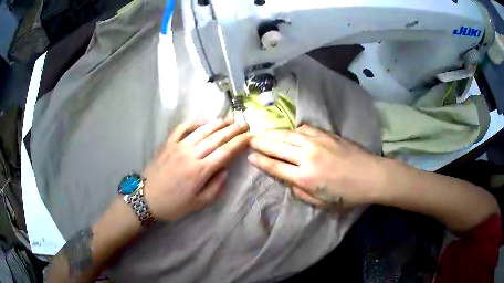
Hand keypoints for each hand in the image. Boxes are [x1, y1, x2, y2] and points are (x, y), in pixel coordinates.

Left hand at [143, 120, 249, 220]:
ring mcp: (178, 146)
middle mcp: (191, 154)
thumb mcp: (198, 204)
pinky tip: (200, 123)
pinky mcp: (167, 144)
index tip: (250, 136)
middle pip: (216, 138)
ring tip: (229, 119)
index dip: (240, 142)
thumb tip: (225, 171)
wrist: (146, 199)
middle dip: (233, 129)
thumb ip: (215, 187)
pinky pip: (181, 129)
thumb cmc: (173, 205)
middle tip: (244, 124)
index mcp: (200, 171)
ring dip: (217, 123)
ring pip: (202, 130)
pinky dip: (192, 123)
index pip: (225, 152)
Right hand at [248, 124, 386, 207]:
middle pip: (277, 146)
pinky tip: (291, 132)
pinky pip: (304, 129)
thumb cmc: (347, 194)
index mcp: (304, 177)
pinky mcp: (326, 134)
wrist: (371, 175)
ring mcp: (317, 142)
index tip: (249, 156)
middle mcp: (306, 156)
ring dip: (274, 134)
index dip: (260, 161)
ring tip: (265, 133)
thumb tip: (289, 180)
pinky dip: (294, 131)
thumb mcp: (321, 203)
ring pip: (288, 134)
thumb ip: (300, 192)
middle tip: (250, 139)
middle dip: (260, 143)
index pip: (274, 166)